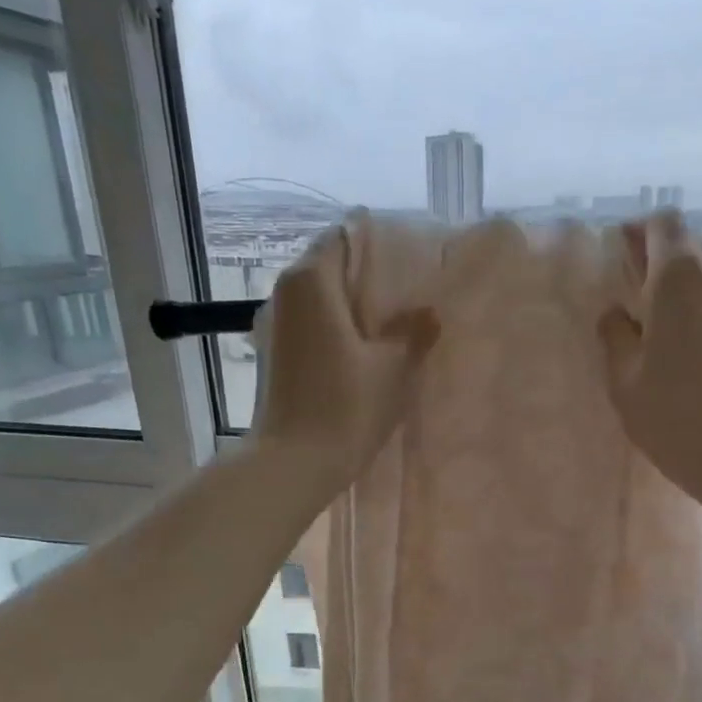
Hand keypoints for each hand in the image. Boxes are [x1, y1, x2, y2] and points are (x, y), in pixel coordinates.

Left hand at [254, 226, 437, 486]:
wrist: (293, 465)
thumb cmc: (345, 409)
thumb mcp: (392, 369)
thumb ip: (412, 333)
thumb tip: (428, 314)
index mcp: (311, 280)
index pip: (345, 236)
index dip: (380, 247)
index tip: (410, 265)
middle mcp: (284, 293)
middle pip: (331, 268)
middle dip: (369, 281)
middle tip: (409, 300)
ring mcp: (273, 326)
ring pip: (320, 302)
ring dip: (353, 311)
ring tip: (392, 329)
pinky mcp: (273, 357)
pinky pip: (311, 328)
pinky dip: (336, 333)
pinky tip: (364, 356)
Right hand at [600, 215, 701, 513]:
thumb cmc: (673, 412)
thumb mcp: (624, 378)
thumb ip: (615, 336)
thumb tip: (617, 314)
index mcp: (679, 273)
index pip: (661, 224)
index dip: (637, 235)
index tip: (618, 261)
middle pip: (686, 245)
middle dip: (657, 261)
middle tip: (632, 299)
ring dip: (680, 288)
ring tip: (656, 327)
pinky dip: (699, 307)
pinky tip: (682, 345)